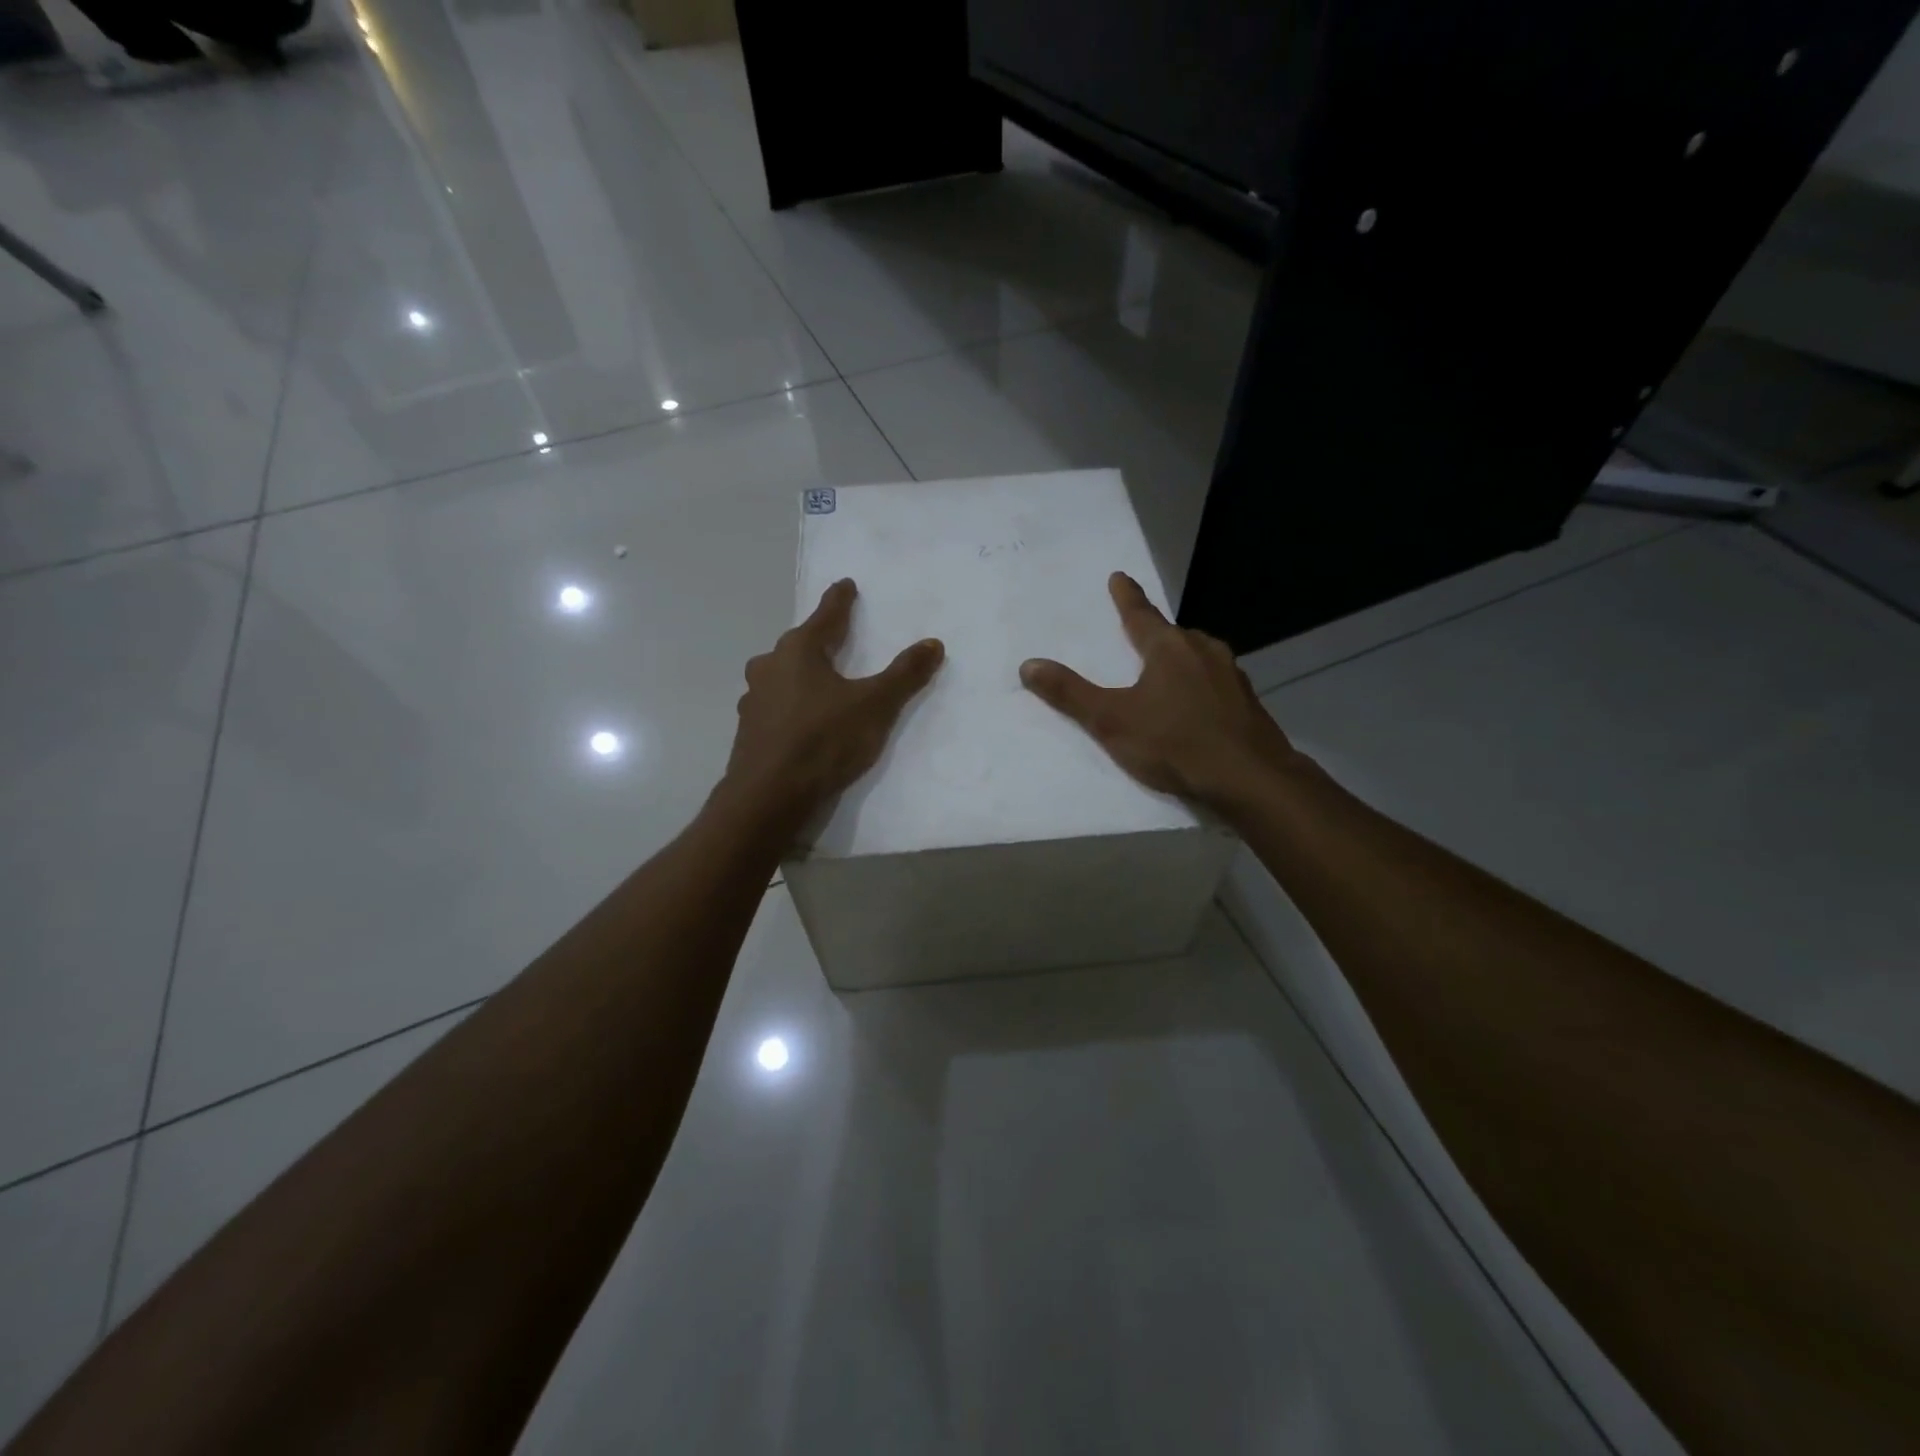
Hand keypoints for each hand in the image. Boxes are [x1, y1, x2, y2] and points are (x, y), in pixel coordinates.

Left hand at [723, 579, 943, 819]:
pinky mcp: (750, 731)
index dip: (839, 600)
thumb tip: (933, 643)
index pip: (824, 616)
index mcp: (798, 651)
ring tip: (820, 679)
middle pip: (798, 645)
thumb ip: (904, 674)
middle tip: (836, 635)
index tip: (845, 584)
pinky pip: (775, 705)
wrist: (769, 797)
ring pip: (781, 675)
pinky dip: (791, 703)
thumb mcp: (874, 706)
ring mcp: (754, 700)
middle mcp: (769, 667)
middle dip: (817, 639)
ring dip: (800, 673)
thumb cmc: (824, 741)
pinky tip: (801, 719)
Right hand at [1020, 572, 1302, 808]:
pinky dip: (1201, 687)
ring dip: (1181, 661)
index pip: (1140, 614)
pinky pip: (1216, 684)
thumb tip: (1028, 665)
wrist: (1250, 779)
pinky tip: (1197, 709)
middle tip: (1139, 638)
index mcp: (1169, 648)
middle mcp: (1204, 651)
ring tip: (1165, 675)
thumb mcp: (1112, 720)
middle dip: (1155, 635)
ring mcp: (1232, 676)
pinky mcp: (1248, 703)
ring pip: (1199, 658)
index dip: (1126, 597)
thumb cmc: (1175, 743)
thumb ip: (1070, 694)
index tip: (1120, 577)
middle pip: (1173, 635)